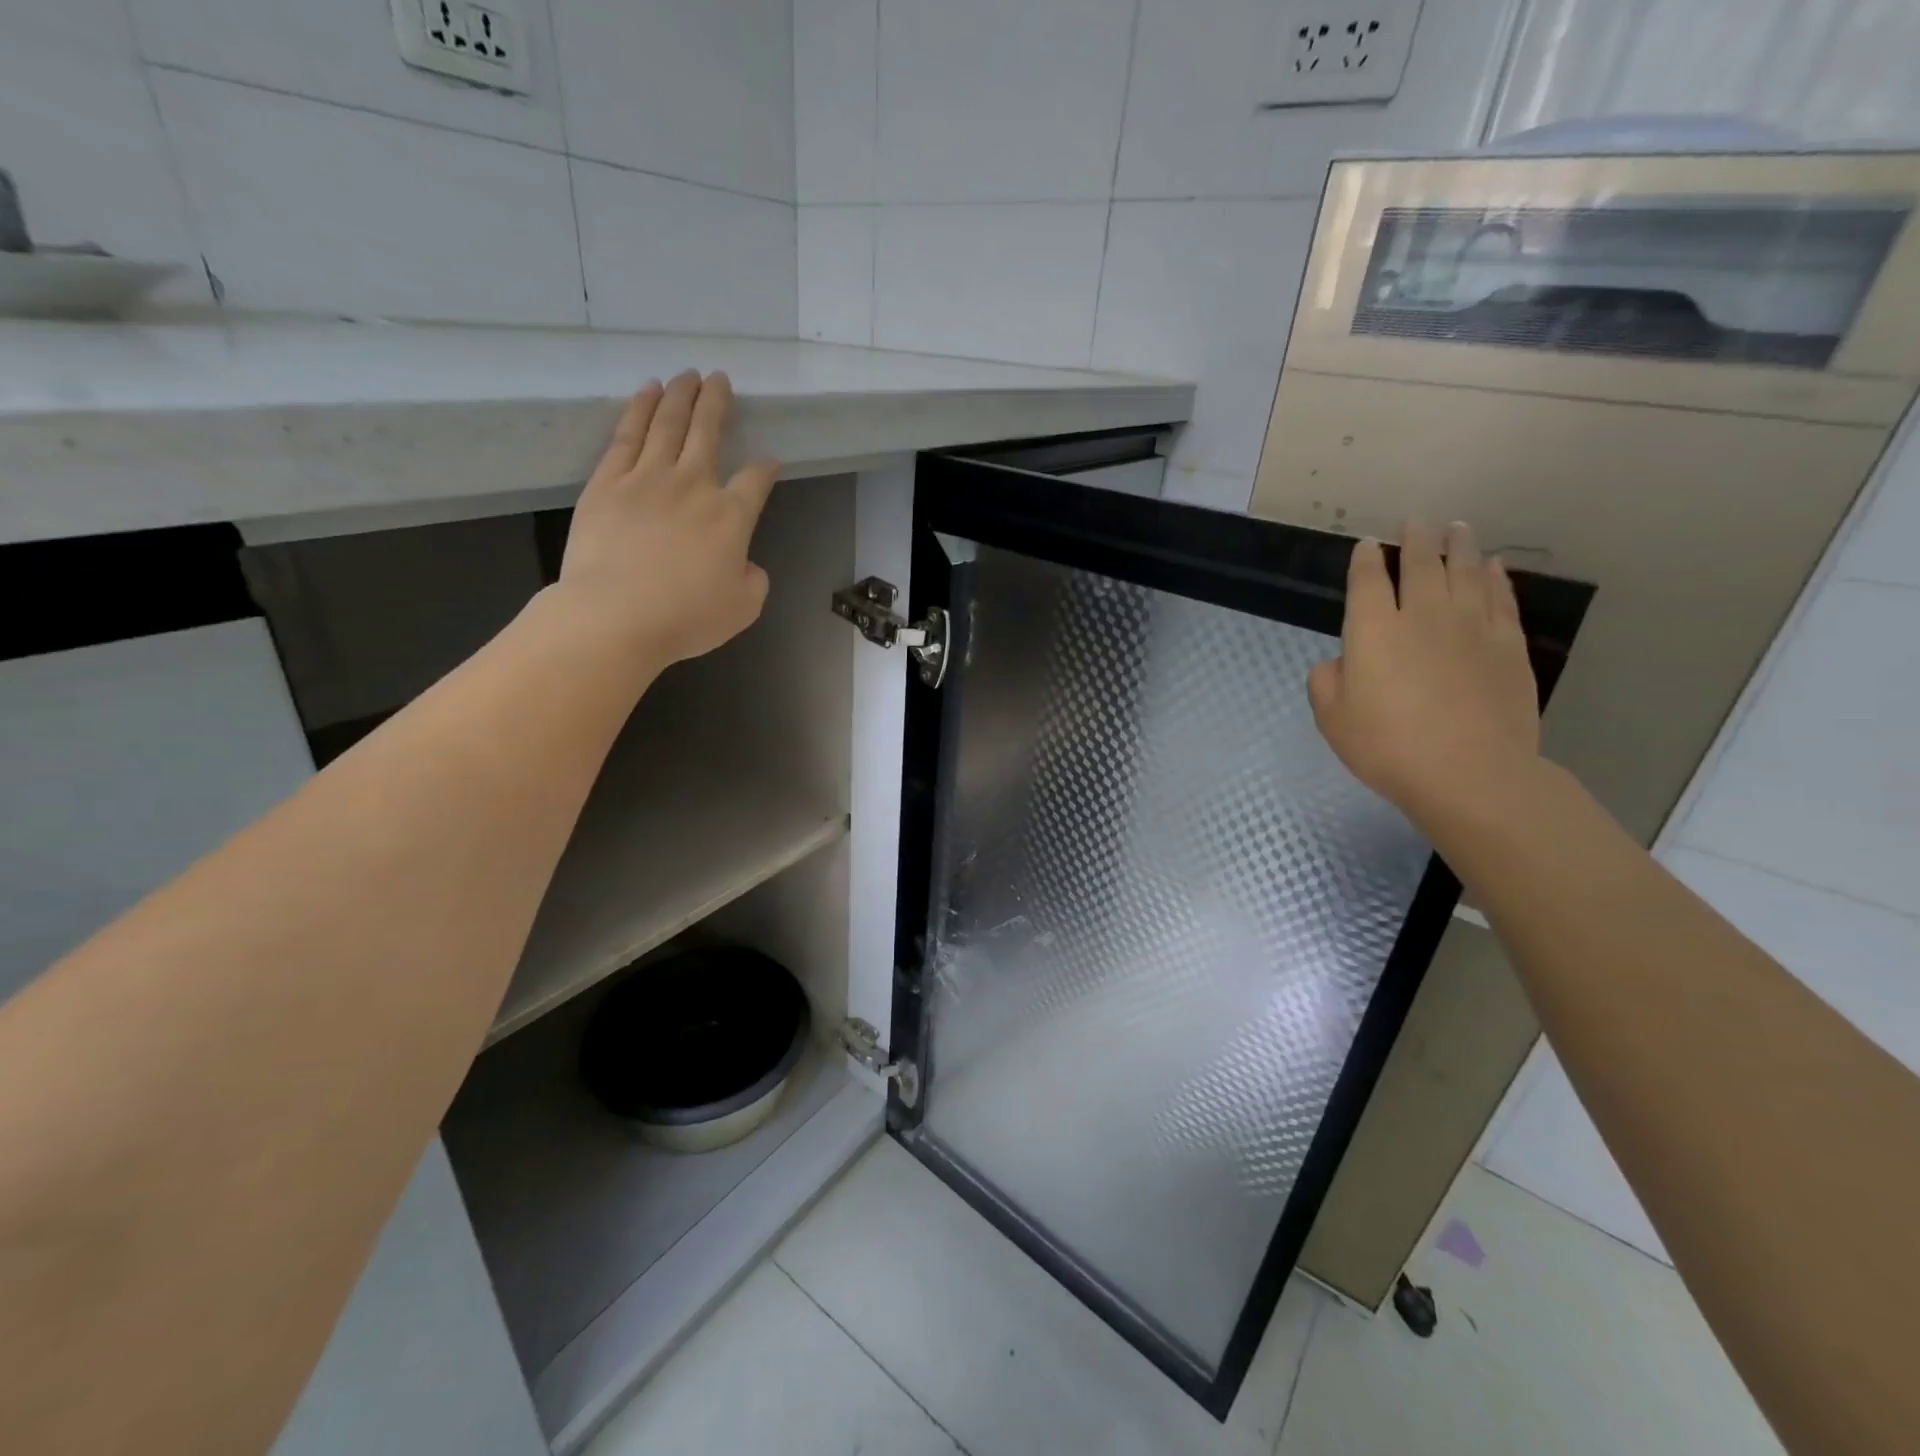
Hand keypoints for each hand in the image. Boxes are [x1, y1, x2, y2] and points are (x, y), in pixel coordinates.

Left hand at [554, 370, 779, 667]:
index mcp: (731, 516)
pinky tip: (647, 393)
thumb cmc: (687, 618)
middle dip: (717, 403)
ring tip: (686, 375)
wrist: (616, 616)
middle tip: (720, 379)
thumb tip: (744, 563)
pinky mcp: (607, 483)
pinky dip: (639, 409)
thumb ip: (752, 579)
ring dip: (680, 396)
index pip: (755, 480)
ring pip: (667, 423)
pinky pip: (626, 436)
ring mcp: (647, 478)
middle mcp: (693, 485)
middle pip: (708, 432)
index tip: (769, 462)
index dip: (765, 469)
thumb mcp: (743, 607)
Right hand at [1308, 522, 1541, 827]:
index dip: (1366, 560)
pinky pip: (1500, 597)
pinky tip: (1493, 566)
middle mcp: (1422, 615)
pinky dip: (1495, 576)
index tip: (1367, 546)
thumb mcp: (1332, 718)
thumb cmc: (1387, 747)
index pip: (1368, 581)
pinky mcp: (1507, 643)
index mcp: (1373, 631)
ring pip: (1465, 571)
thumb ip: (1326, 681)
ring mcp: (1471, 625)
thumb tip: (1342, 661)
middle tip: (1416, 523)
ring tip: (1456, 527)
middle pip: (1421, 565)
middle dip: (1416, 541)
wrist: (1469, 772)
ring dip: (1458, 546)